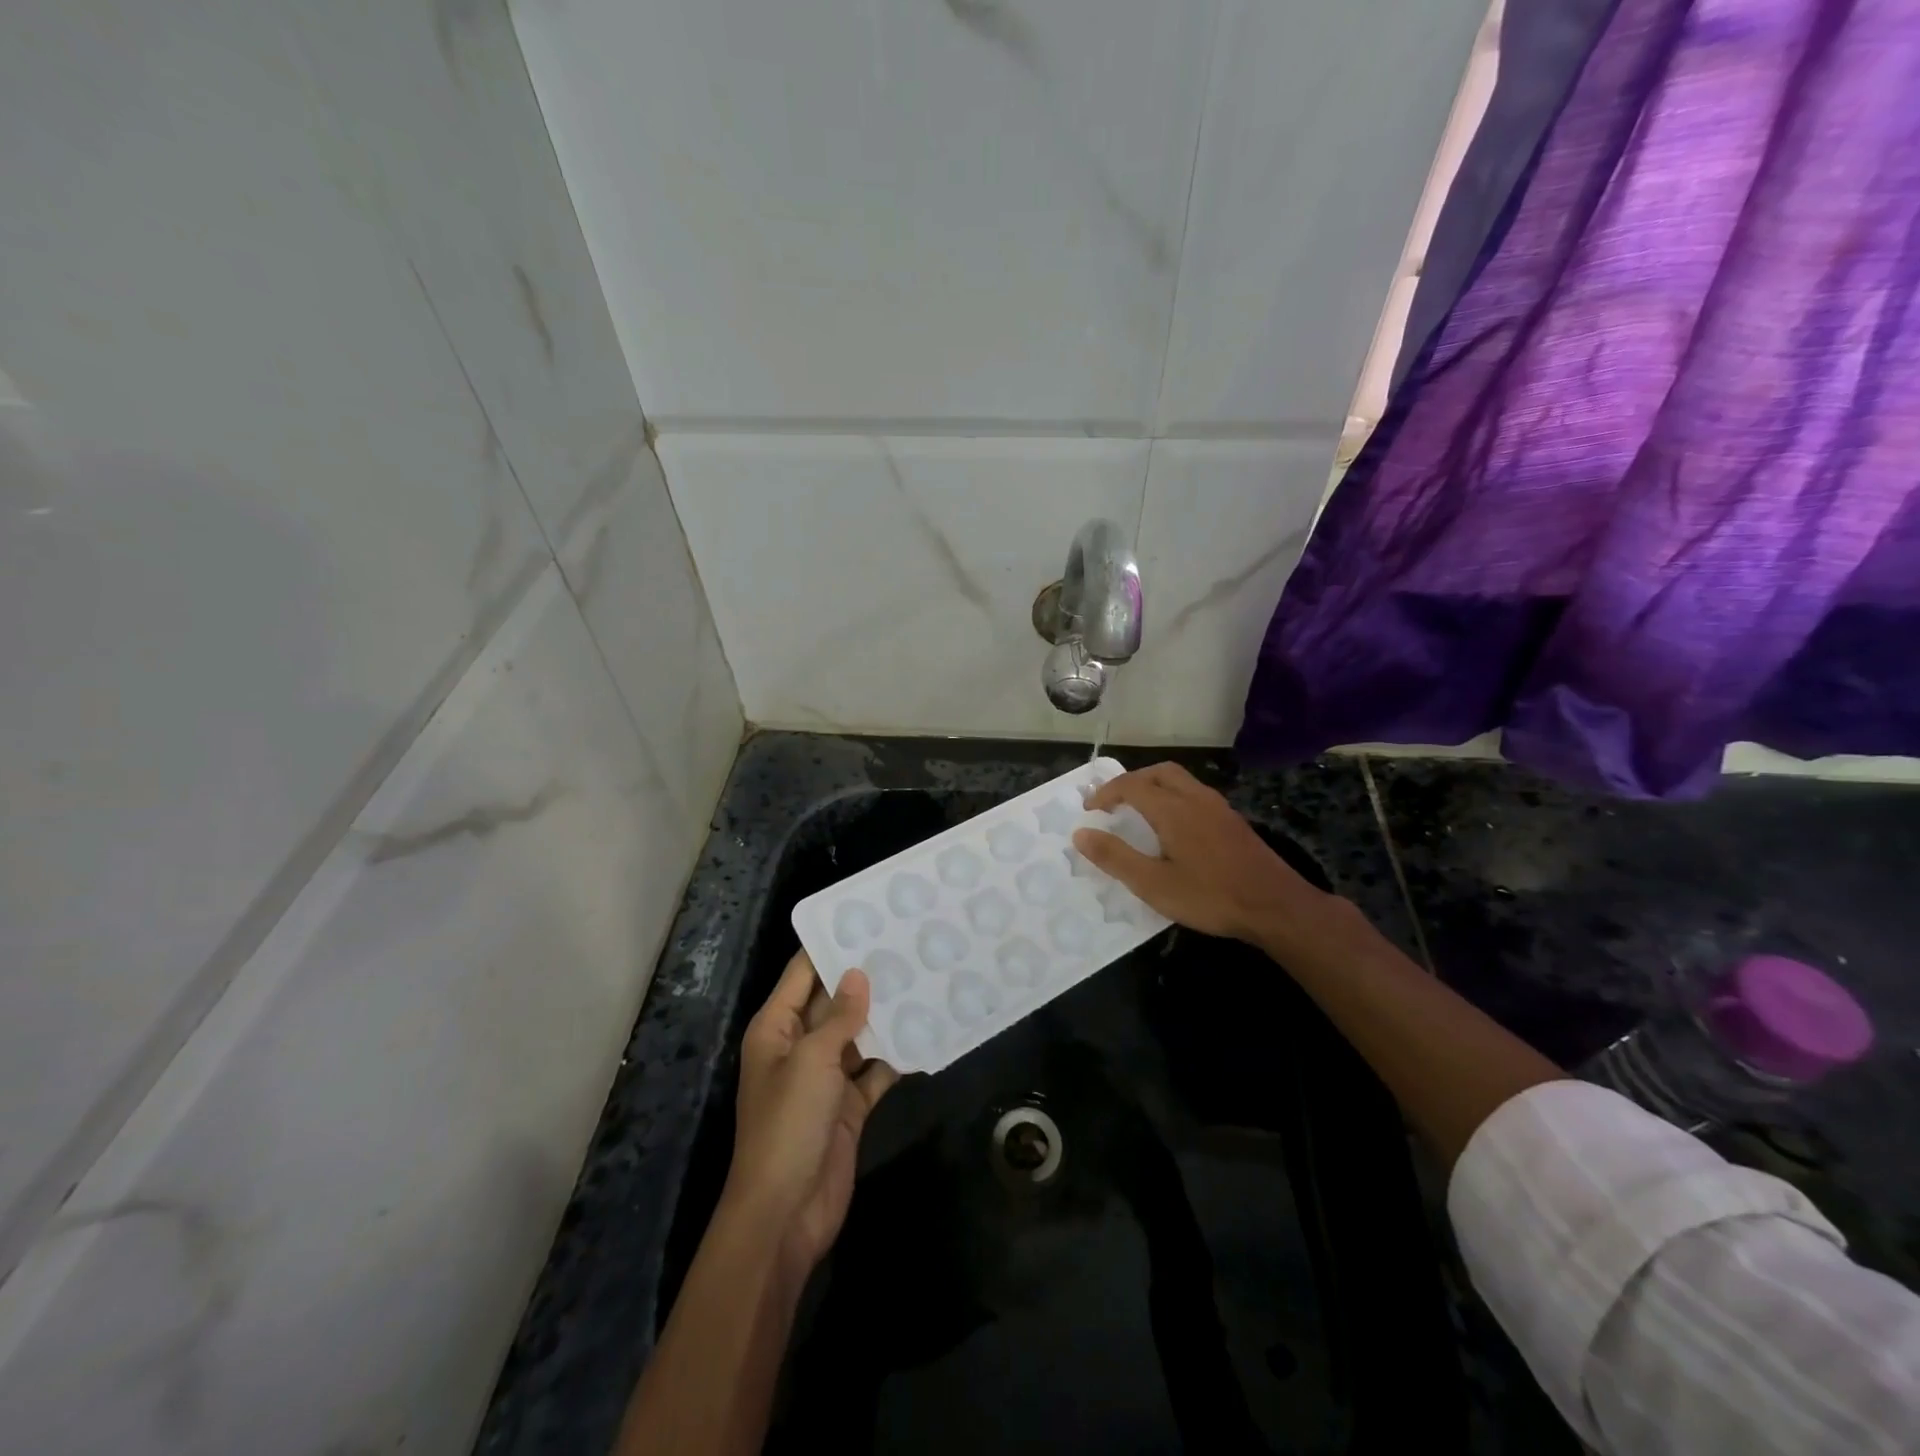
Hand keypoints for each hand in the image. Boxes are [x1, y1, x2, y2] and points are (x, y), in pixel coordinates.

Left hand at [723, 952, 898, 1278]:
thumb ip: (839, 1017)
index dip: (830, 946)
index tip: (866, 919)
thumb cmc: (787, 1125)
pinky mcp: (849, 1106)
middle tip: (907, 944)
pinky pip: (875, 1070)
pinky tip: (927, 1032)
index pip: (803, 973)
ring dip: (885, 1015)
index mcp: (777, 1028)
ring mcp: (826, 1077)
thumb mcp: (811, 1062)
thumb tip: (858, 973)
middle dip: (866, 978)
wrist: (785, 1214)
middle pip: (834, 1002)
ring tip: (924, 978)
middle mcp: (800, 1046)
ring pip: (858, 1034)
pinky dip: (896, 1056)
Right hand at [1073, 762, 1333, 948]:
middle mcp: (1195, 798)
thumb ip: (1115, 857)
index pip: (1131, 785)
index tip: (1090, 810)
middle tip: (1114, 803)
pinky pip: (1196, 795)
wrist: (1276, 906)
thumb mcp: (1153, 884)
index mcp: (1173, 809)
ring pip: (1181, 780)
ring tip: (1139, 811)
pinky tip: (1174, 828)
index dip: (1106, 793)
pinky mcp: (1233, 822)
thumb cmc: (1210, 896)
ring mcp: (1219, 808)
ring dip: (1155, 787)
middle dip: (1132, 781)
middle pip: (1159, 772)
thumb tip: (1081, 834)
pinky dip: (1174, 797)